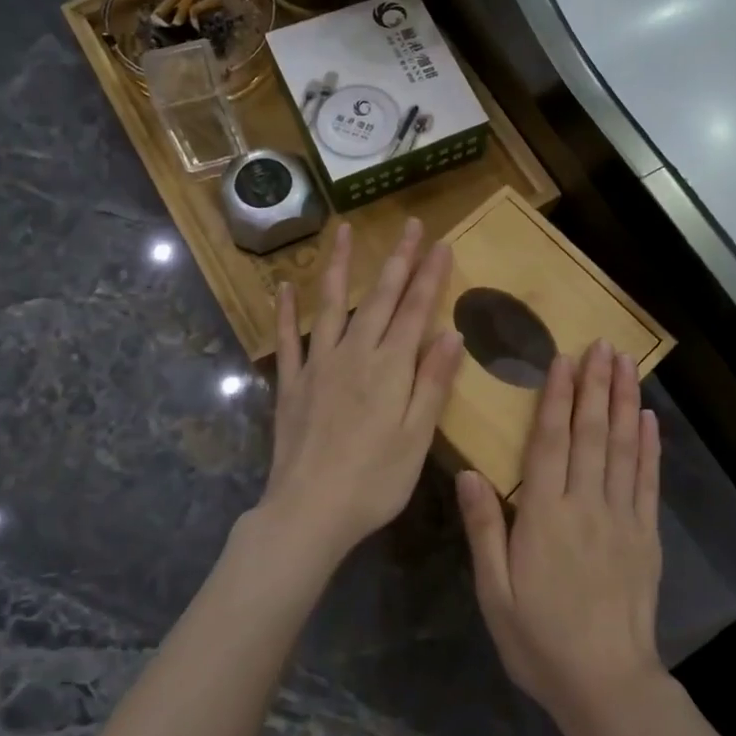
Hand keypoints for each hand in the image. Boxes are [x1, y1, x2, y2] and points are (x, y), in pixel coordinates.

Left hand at [248, 219, 464, 569]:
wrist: (309, 511)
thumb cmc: (374, 481)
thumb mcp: (417, 437)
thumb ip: (432, 383)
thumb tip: (451, 335)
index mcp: (389, 368)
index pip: (415, 310)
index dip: (429, 276)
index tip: (440, 243)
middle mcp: (354, 355)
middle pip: (379, 297)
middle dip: (397, 259)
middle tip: (409, 225)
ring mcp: (318, 365)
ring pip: (331, 304)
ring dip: (339, 265)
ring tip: (344, 230)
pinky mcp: (291, 384)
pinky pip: (289, 339)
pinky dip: (286, 311)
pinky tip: (284, 287)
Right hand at [457, 339, 665, 734]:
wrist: (607, 684)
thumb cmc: (540, 640)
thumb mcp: (494, 592)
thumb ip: (484, 529)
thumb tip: (469, 473)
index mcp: (544, 516)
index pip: (550, 442)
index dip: (557, 397)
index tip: (564, 359)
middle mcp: (585, 505)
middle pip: (591, 433)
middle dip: (596, 385)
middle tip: (603, 344)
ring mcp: (621, 518)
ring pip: (623, 447)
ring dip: (624, 402)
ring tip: (627, 365)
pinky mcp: (646, 535)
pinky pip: (647, 480)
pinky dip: (650, 446)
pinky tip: (649, 418)